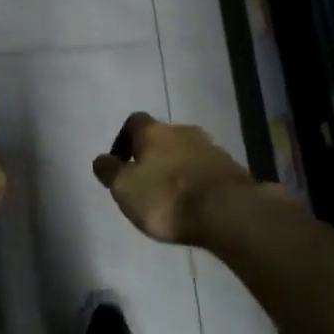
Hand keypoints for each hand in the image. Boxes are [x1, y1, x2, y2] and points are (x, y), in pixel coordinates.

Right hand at [92, 112, 251, 243]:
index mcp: (154, 131)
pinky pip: (206, 170)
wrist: (228, 211)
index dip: (123, 140)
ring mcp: (211, 148)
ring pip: (186, 152)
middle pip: (162, 137)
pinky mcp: (232, 169)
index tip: (119, 164)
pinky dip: (196, 181)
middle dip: (152, 155)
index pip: (133, 122)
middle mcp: (183, 131)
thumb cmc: (167, 197)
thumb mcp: (125, 188)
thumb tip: (101, 159)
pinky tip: (194, 202)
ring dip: (176, 168)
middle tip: (145, 181)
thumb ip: (110, 172)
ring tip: (170, 196)